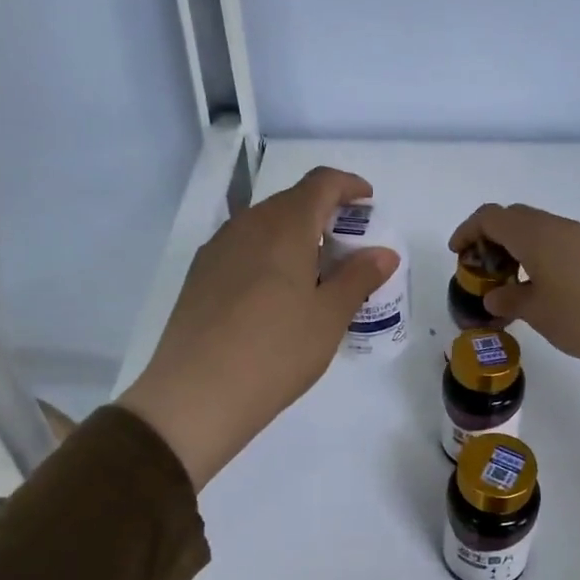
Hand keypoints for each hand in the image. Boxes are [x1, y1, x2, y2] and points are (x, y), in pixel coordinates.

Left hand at [118, 167, 397, 488]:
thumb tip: (383, 253)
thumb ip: (359, 277)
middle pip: (291, 202)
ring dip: (295, 236)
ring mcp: (217, 249)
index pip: (320, 183)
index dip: (348, 186)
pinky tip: (277, 295)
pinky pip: (244, 249)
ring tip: (315, 274)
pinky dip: (269, 256)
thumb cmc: (276, 351)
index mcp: (284, 226)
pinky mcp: (199, 275)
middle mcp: (247, 225)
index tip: (368, 201)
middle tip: (348, 247)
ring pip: (264, 226)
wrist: (196, 395)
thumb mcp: (329, 317)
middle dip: (324, 214)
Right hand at [447, 204, 579, 378]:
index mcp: (535, 235)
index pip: (491, 217)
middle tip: (484, 271)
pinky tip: (545, 288)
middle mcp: (558, 227)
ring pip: (538, 230)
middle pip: (514, 218)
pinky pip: (559, 243)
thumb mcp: (538, 313)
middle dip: (492, 240)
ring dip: (518, 249)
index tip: (458, 253)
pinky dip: (541, 256)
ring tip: (512, 284)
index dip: (468, 231)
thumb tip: (494, 294)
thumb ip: (510, 299)